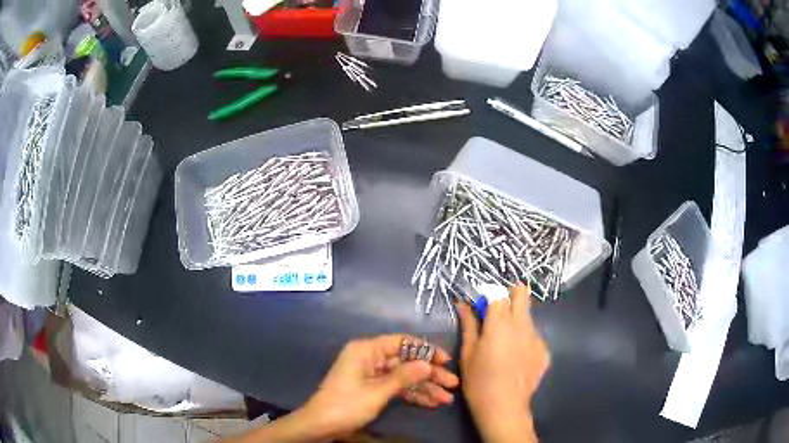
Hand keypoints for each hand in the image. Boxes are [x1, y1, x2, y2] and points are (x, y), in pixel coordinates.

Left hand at [297, 334, 459, 439]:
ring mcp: (371, 374)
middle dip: (429, 374)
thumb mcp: (377, 392)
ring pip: (404, 376)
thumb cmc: (346, 405)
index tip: (445, 361)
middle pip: (406, 361)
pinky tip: (430, 403)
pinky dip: (412, 395)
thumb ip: (403, 376)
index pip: (402, 342)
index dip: (426, 350)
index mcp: (366, 350)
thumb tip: (427, 363)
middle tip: (452, 384)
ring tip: (446, 399)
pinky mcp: (372, 388)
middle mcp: (370, 358)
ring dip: (424, 387)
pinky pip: (396, 387)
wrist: (320, 425)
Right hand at [457, 283, 549, 442]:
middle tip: (497, 313)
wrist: (504, 407)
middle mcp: (522, 324)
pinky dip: (525, 340)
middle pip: (522, 293)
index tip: (481, 306)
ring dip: (517, 320)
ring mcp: (537, 337)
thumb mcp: (468, 353)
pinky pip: (534, 337)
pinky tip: (516, 359)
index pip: (498, 293)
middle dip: (510, 296)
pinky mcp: (545, 351)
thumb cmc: (479, 381)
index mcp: (500, 323)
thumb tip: (463, 304)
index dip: (489, 296)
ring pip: (528, 316)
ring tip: (505, 344)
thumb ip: (468, 325)